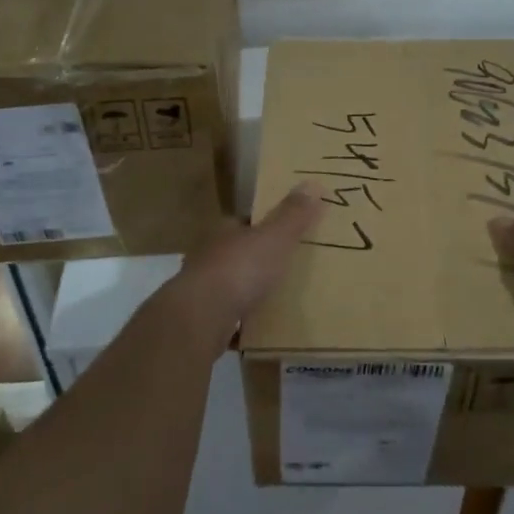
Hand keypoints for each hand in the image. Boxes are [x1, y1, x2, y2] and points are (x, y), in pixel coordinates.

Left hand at [173, 184, 321, 339]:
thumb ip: (293, 215)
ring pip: (231, 286)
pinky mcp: (202, 320)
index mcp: (224, 232)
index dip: (265, 226)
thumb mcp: (275, 238)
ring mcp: (202, 290)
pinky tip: (260, 331)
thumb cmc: (240, 269)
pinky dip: (242, 322)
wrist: (201, 318)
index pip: (245, 222)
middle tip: (288, 268)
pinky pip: (228, 318)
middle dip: (258, 260)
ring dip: (249, 292)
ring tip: (278, 299)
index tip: (286, 233)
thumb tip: (313, 183)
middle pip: (238, 254)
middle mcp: (209, 256)